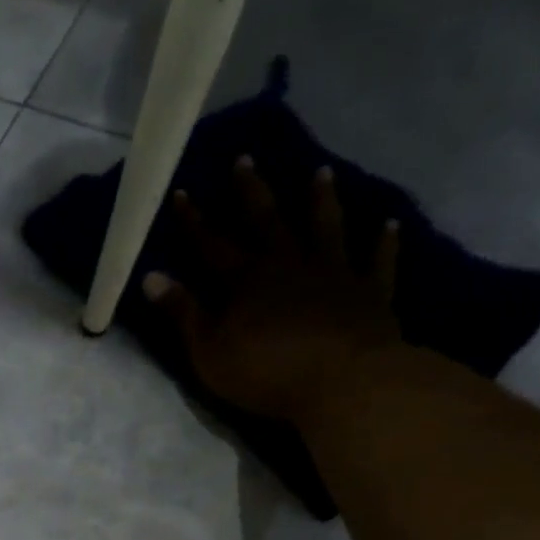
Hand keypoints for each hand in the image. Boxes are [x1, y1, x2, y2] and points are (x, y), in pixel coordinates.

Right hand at [142, 158, 401, 425]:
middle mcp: (289, 264)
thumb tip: (151, 277)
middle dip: (252, 192)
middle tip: (246, 158)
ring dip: (320, 200)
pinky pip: (377, 261)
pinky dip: (383, 242)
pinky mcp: (370, 293)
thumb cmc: (265, 371)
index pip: (211, 244)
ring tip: (320, 172)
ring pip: (325, 227)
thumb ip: (183, 313)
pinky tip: (389, 224)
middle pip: (267, 221)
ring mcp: (334, 274)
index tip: (182, 192)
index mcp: (246, 281)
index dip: (194, 221)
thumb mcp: (208, 350)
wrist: (342, 381)